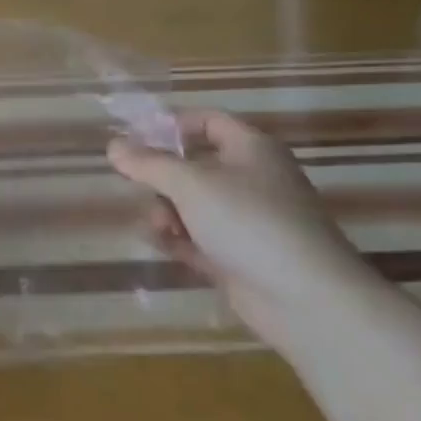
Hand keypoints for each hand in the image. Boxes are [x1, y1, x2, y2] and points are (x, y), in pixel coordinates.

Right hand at [108, 109, 379, 352]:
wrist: (306, 299)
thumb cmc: (248, 222)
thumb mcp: (190, 184)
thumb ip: (148, 163)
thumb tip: (114, 146)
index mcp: (251, 150)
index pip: (208, 121)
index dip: (172, 125)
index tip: (136, 139)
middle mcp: (253, 180)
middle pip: (196, 166)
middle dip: (162, 178)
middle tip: (138, 187)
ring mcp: (249, 221)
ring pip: (195, 205)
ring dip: (167, 212)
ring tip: (157, 227)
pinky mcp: (242, 256)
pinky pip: (200, 239)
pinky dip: (179, 239)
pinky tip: (161, 244)